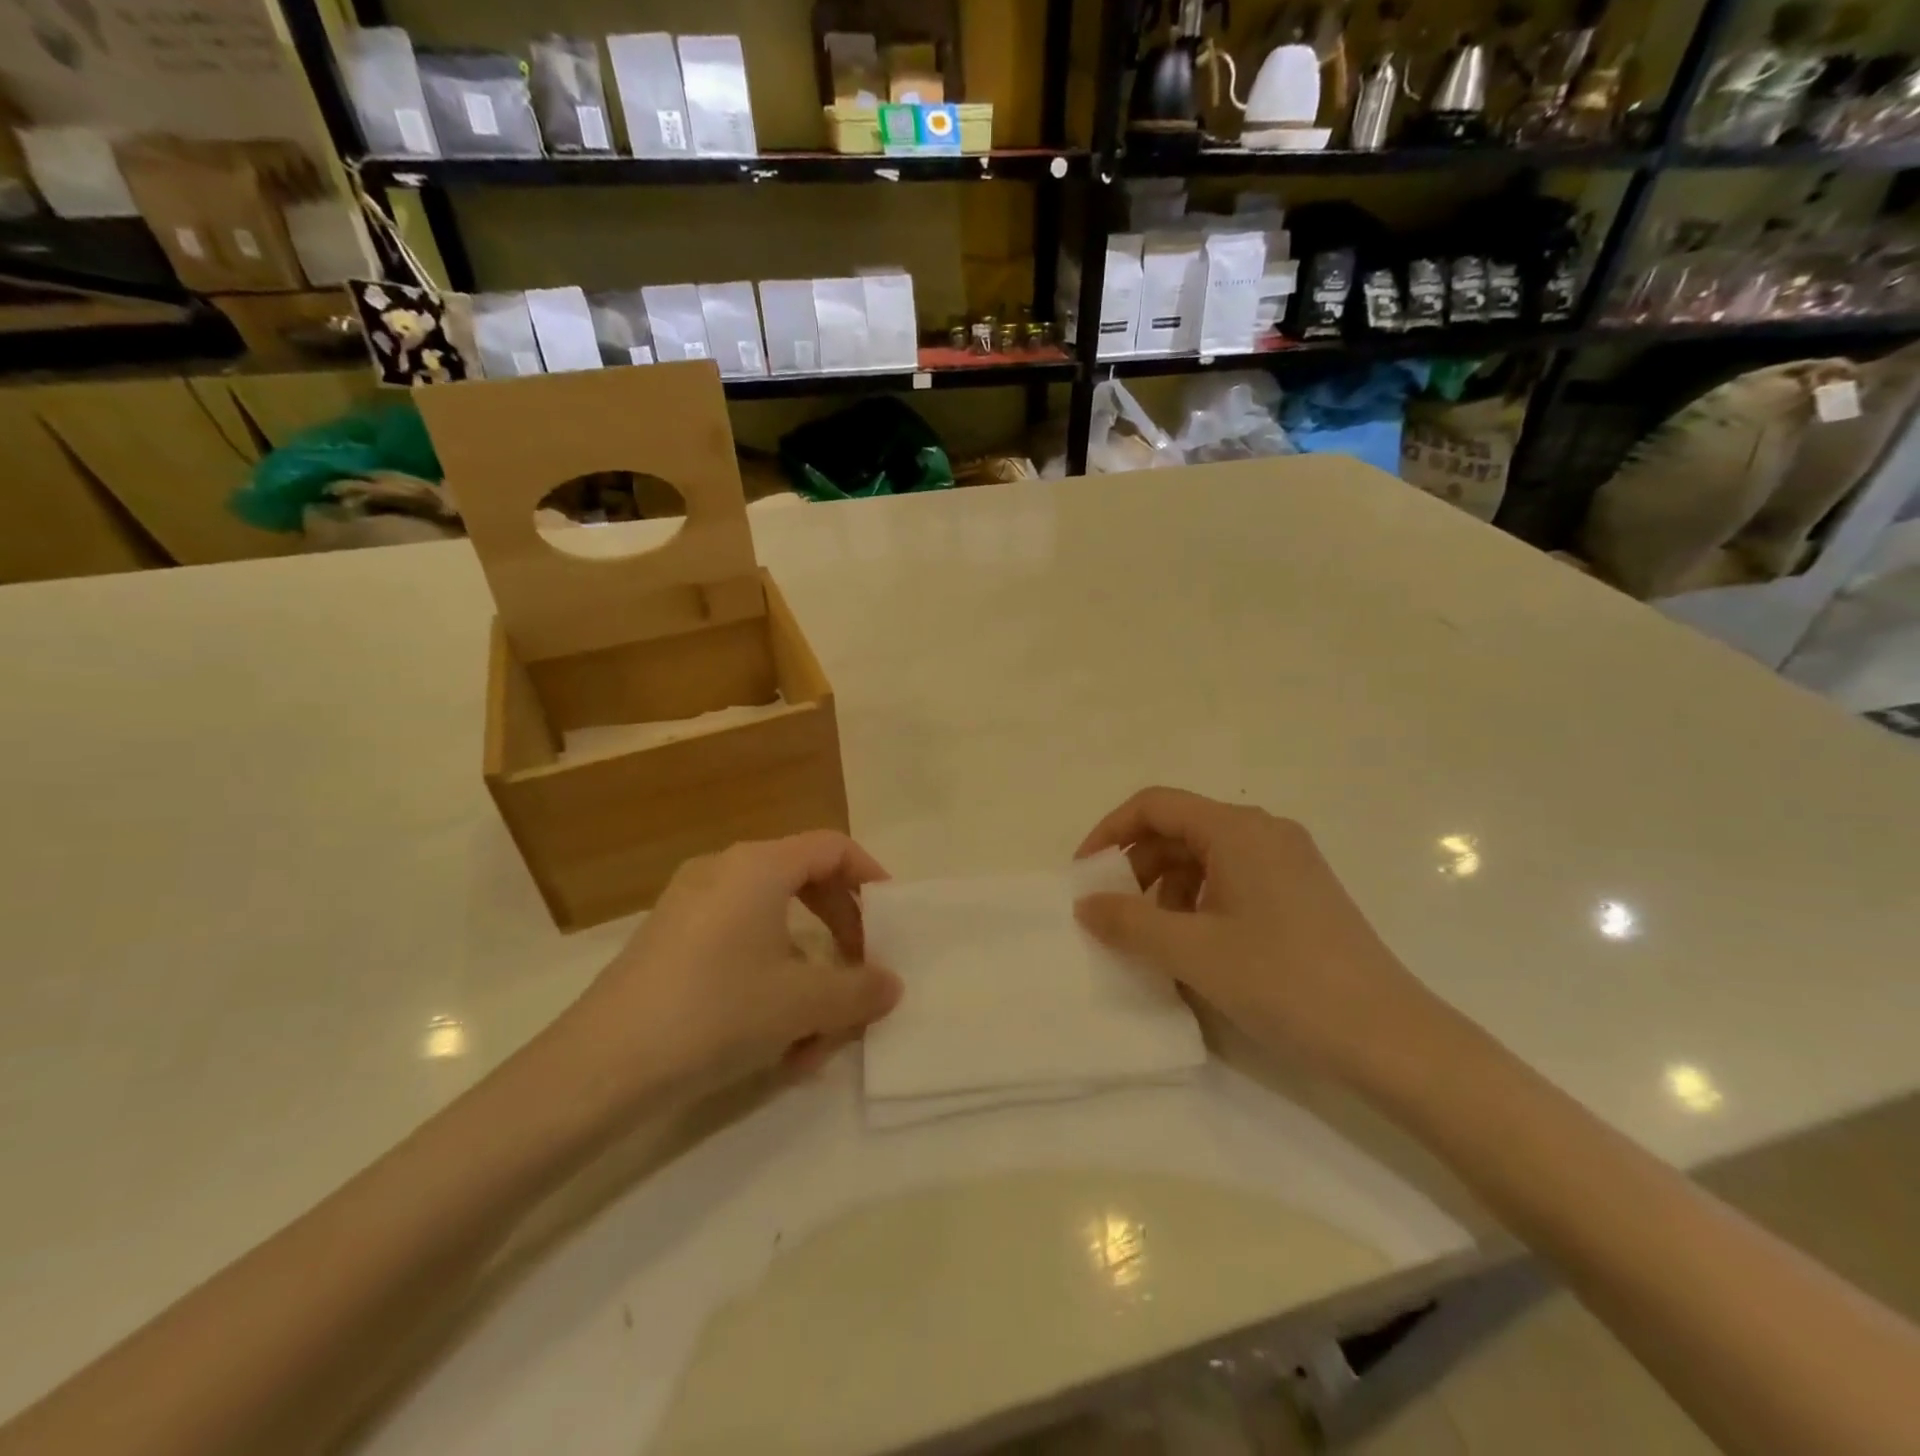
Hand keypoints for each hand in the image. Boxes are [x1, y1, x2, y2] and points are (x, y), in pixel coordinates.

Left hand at [555, 832, 903, 1112]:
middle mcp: (723, 871)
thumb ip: (859, 990)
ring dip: (805, 973)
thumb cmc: (717, 1011)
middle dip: (840, 931)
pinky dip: (766, 982)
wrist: (600, 1066)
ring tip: (815, 1036)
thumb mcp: (803, 1004)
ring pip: (771, 927)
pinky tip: (771, 1042)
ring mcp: (689, 905)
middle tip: (860, 971)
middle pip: (804, 882)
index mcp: (759, 866)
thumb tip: (890, 984)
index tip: (890, 920)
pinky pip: (737, 946)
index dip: (870, 877)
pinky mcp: (668, 942)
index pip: (832, 847)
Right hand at [1074, 788, 1438, 1085]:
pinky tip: (1197, 946)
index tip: (1084, 875)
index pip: (1154, 805)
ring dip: (1167, 888)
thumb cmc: (1284, 982)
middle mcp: (1264, 831)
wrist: (1391, 1039)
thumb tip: (1085, 904)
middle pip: (1179, 829)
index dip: (1110, 832)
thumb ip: (1128, 922)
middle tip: (1114, 913)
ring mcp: (1288, 861)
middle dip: (1137, 866)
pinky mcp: (1302, 892)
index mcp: (1238, 829)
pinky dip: (1200, 901)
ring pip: (1205, 856)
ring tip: (1156, 938)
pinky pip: (1233, 878)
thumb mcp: (1192, 952)